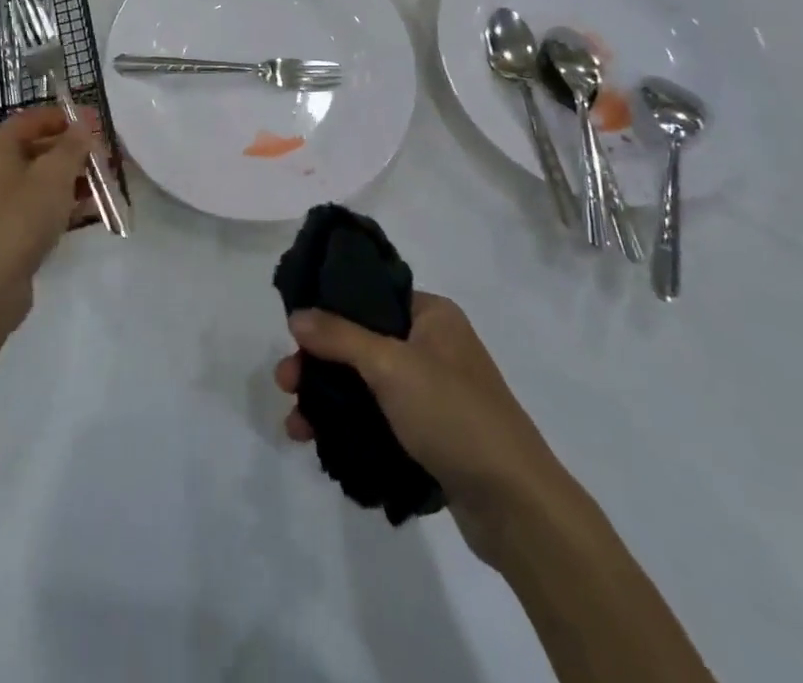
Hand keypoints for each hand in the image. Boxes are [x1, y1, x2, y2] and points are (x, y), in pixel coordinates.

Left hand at [0, 105, 95, 335]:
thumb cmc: (19, 220)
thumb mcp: (54, 176)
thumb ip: (73, 145)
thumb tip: (83, 125)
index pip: (34, 119)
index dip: (69, 118)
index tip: (100, 124)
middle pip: (36, 148)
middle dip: (74, 152)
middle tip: (106, 159)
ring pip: (36, 179)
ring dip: (70, 179)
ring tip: (103, 186)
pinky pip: (30, 204)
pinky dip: (56, 203)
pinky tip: (86, 211)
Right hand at [274, 292, 558, 567]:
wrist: (517, 506)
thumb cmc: (455, 416)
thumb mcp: (391, 366)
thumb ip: (339, 337)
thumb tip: (296, 314)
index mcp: (432, 315)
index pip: (370, 296)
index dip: (328, 308)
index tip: (293, 330)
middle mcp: (433, 346)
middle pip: (360, 342)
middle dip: (318, 364)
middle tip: (285, 383)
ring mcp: (433, 392)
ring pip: (365, 384)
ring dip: (327, 400)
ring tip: (295, 427)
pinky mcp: (431, 434)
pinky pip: (379, 418)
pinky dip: (349, 427)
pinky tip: (319, 444)